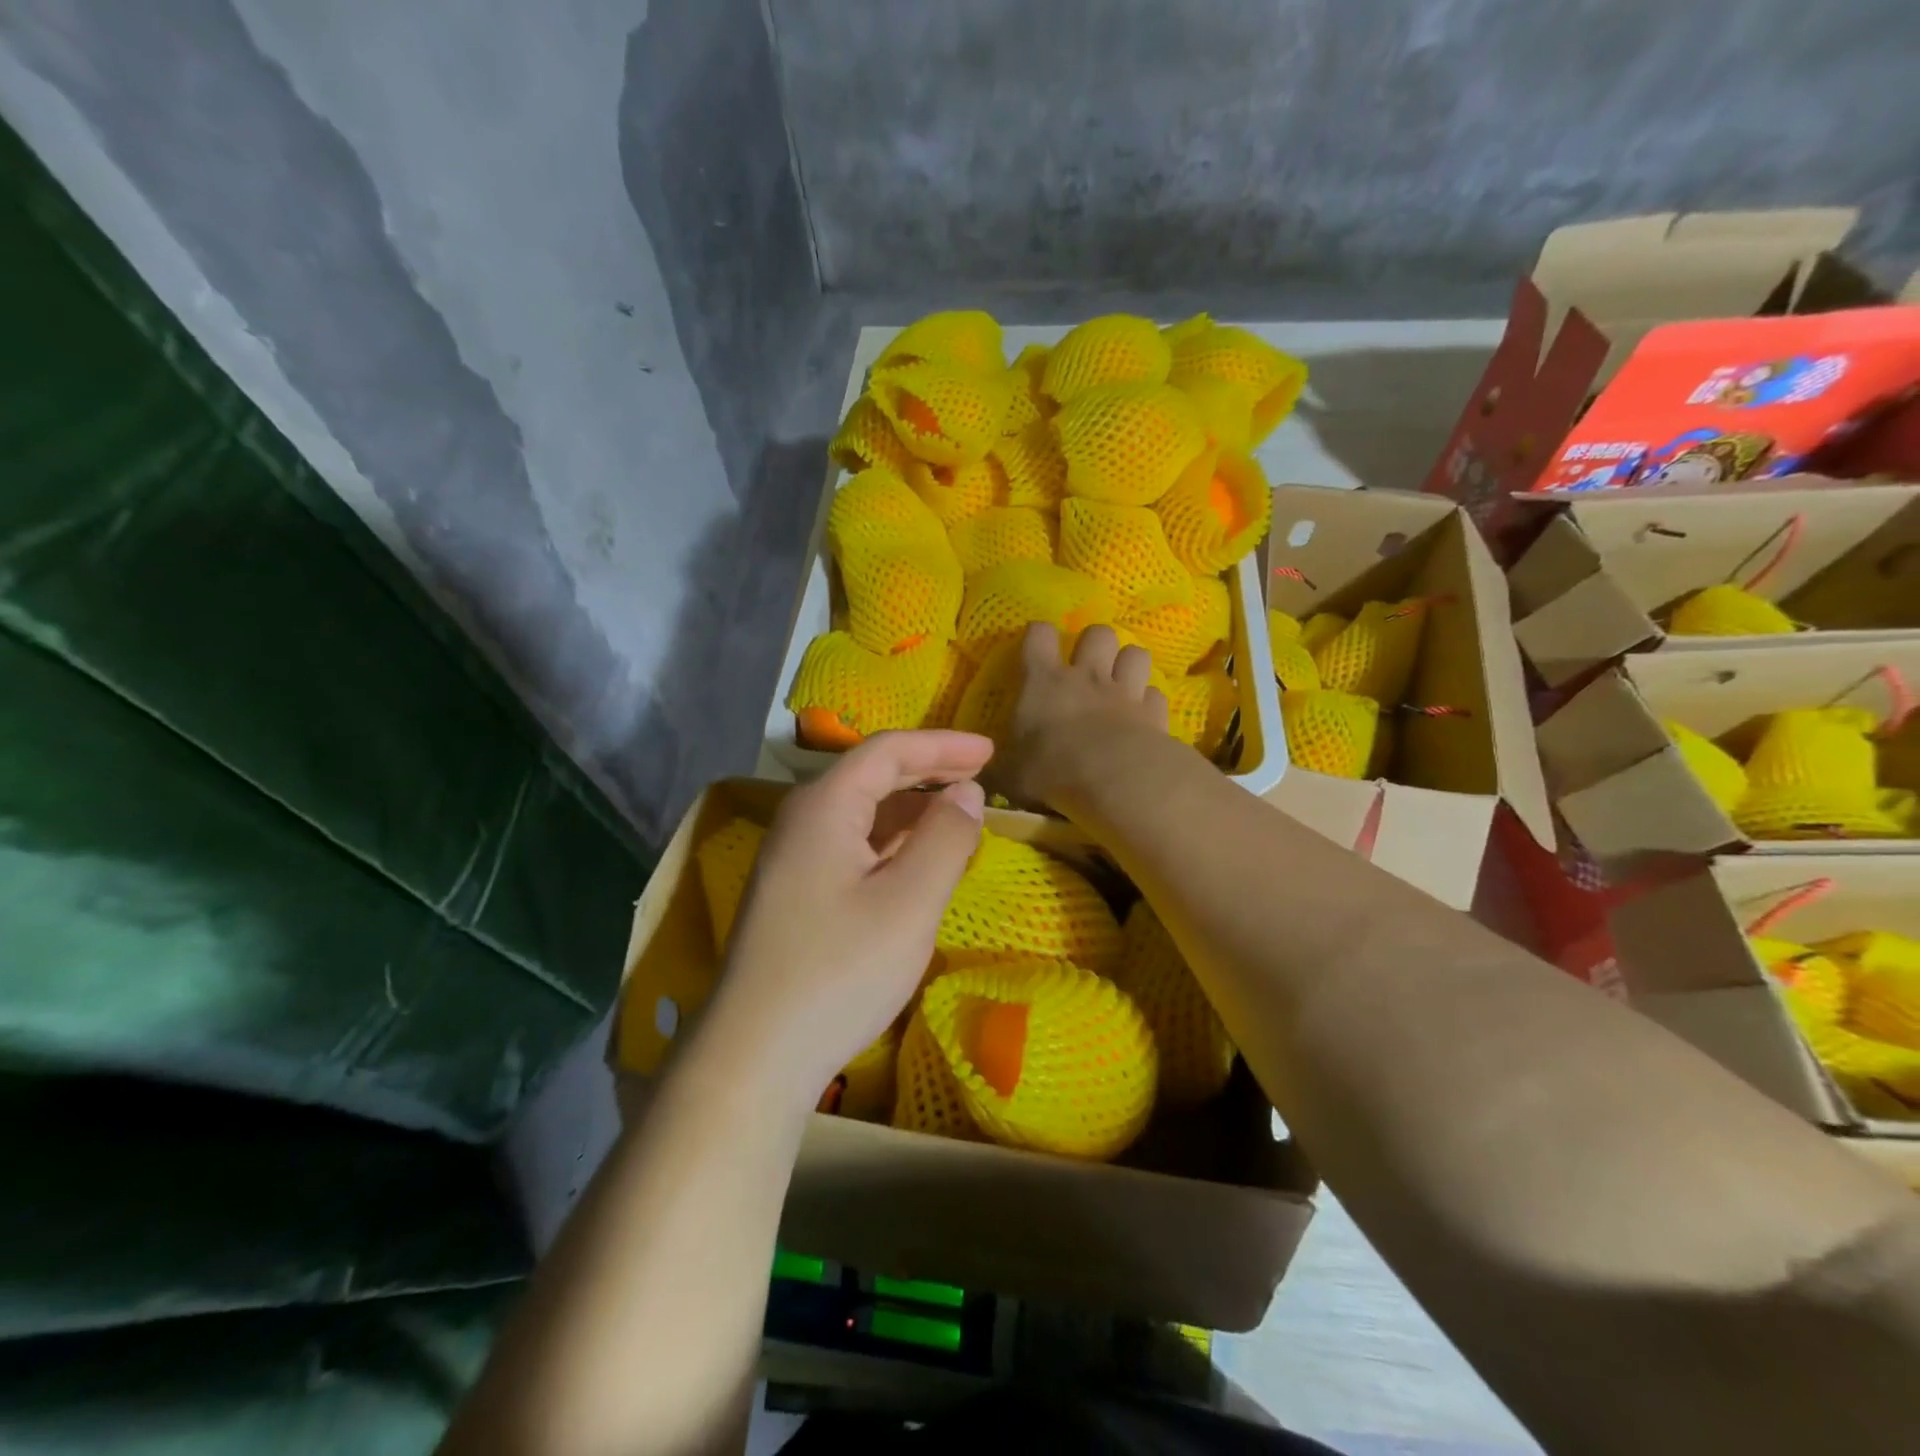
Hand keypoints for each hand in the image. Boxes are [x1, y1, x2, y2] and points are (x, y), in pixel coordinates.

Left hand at [704, 731, 991, 1104]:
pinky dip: (893, 844)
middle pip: (871, 776)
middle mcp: (802, 821)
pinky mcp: (795, 894)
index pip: (887, 751)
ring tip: (959, 817)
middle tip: (981, 776)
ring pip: (862, 815)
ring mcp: (793, 859)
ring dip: (912, 810)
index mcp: (824, 807)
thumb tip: (967, 793)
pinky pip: (852, 847)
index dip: (942, 745)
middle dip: (928, 772)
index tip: (990, 752)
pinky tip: (918, 862)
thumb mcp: (909, 903)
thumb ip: (945, 839)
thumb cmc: (839, 971)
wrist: (754, 1055)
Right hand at [991, 622, 1168, 808]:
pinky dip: (1149, 702)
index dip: (1038, 635)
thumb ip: (999, 766)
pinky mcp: (1154, 713)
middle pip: (1098, 633)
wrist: (1115, 780)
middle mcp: (1087, 677)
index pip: (1039, 635)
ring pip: (1135, 654)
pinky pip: (1155, 694)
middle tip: (1088, 665)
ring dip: (1128, 664)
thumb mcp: (1010, 774)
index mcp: (1044, 682)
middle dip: (1094, 643)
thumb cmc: (1053, 771)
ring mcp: (1124, 692)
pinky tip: (1144, 716)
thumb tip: (982, 770)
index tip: (1037, 645)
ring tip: (1121, 682)